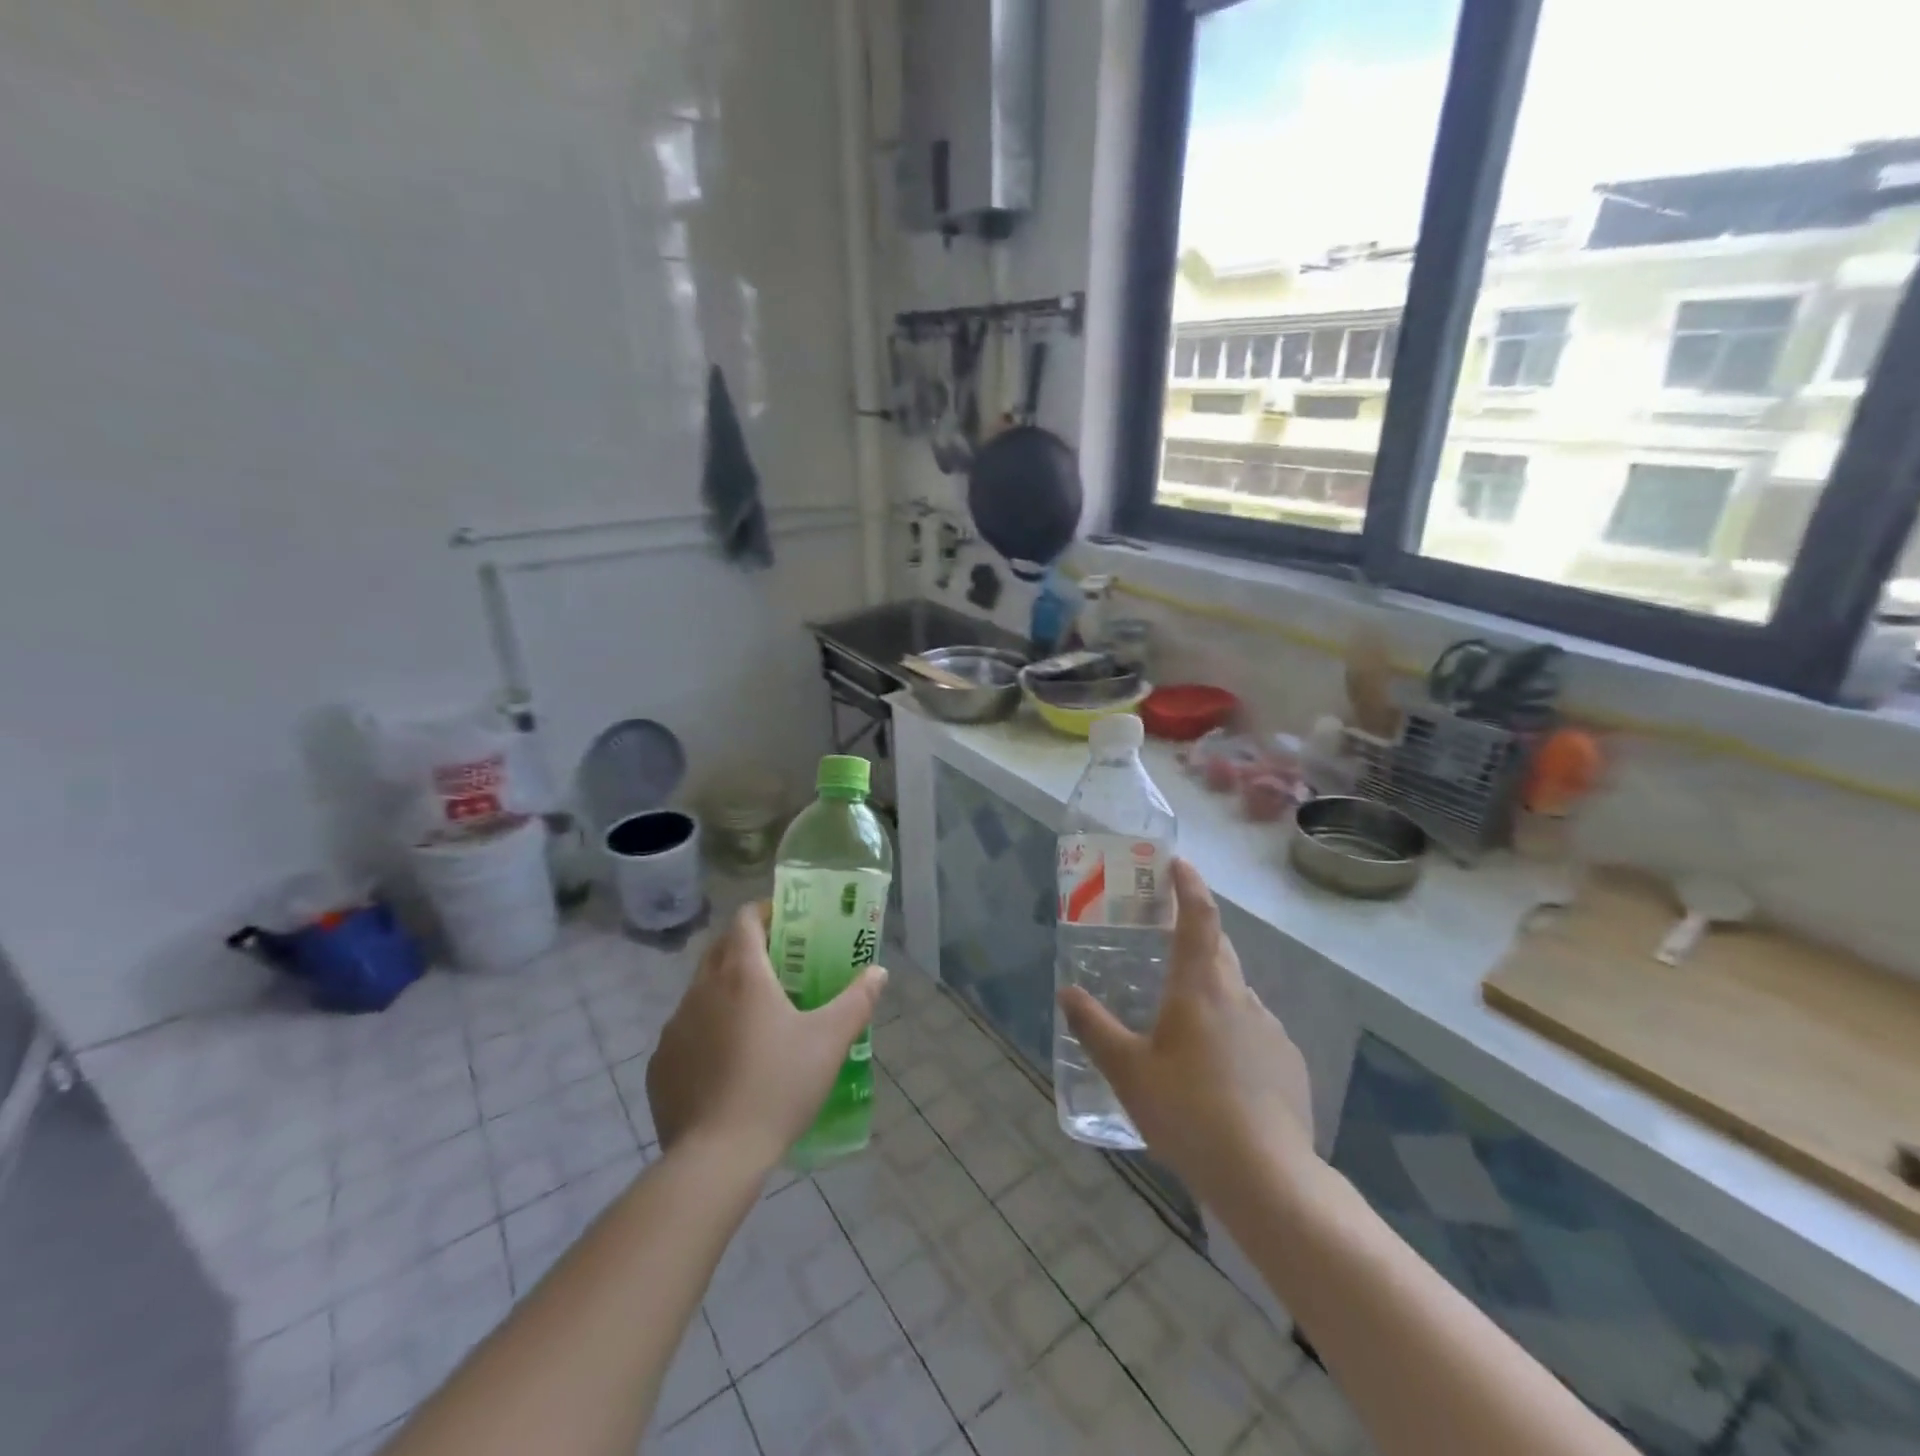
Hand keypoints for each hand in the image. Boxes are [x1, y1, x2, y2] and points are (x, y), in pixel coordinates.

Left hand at [646, 903, 885, 1172]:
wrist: (716, 1157)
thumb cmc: (778, 1085)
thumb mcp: (830, 1041)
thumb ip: (857, 1000)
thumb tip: (879, 972)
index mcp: (742, 974)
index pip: (745, 919)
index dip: (765, 912)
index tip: (788, 923)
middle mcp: (701, 989)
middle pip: (721, 949)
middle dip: (748, 947)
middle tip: (780, 965)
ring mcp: (675, 1026)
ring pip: (701, 990)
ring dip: (726, 990)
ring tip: (756, 1018)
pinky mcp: (660, 1063)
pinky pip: (686, 1031)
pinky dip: (706, 1030)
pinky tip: (727, 1062)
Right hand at [1058, 859, 1316, 1203]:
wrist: (1267, 1178)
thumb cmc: (1189, 1112)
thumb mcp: (1128, 1071)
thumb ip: (1094, 1028)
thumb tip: (1067, 993)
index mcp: (1201, 987)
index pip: (1198, 917)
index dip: (1189, 885)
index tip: (1178, 863)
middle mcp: (1240, 996)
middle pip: (1219, 948)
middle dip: (1195, 932)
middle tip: (1165, 936)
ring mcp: (1270, 1029)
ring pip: (1234, 992)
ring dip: (1210, 988)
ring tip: (1182, 1018)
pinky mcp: (1288, 1063)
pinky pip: (1253, 1030)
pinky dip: (1230, 1030)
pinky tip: (1216, 1070)